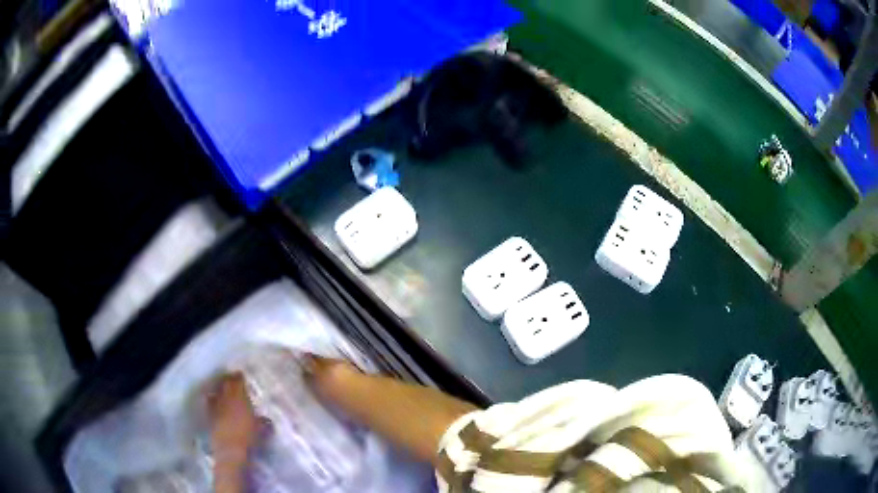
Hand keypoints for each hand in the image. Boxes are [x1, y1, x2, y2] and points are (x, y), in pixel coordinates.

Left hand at [207, 373, 260, 464]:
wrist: (231, 450)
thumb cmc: (249, 438)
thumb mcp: (262, 430)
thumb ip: (264, 422)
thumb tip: (266, 419)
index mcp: (240, 399)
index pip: (238, 382)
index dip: (239, 377)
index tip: (241, 374)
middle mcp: (227, 399)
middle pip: (226, 384)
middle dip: (228, 379)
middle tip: (232, 377)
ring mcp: (217, 406)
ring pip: (217, 391)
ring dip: (219, 387)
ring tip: (222, 386)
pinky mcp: (210, 415)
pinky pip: (210, 401)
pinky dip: (212, 398)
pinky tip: (213, 399)